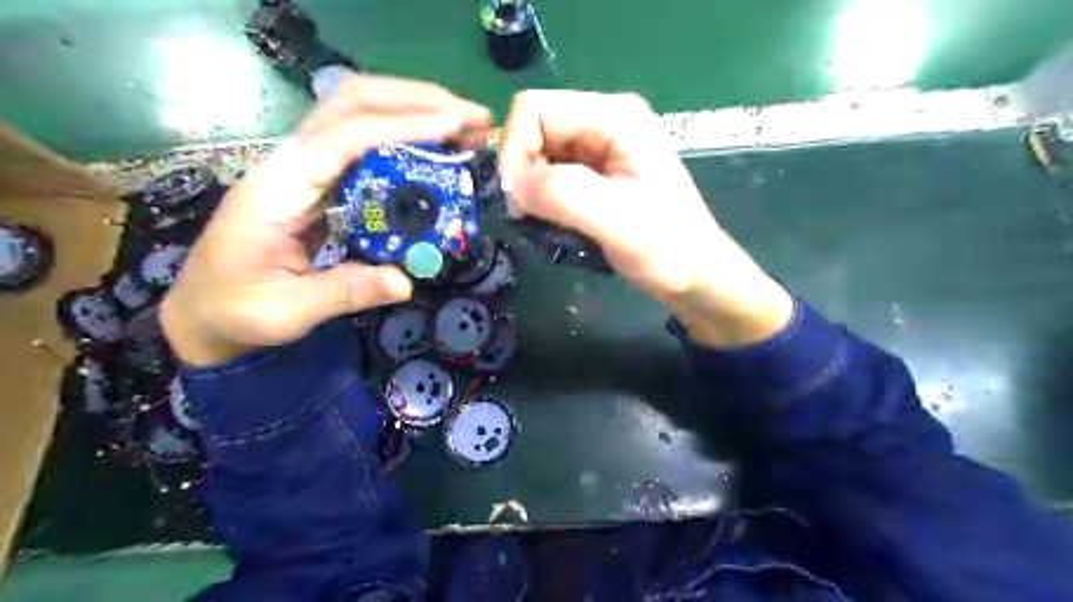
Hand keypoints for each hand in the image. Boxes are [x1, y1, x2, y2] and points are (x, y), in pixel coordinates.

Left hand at [162, 75, 493, 365]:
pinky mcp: (319, 178)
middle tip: (472, 118)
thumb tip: (406, 281)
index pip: (342, 138)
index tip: (454, 126)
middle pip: (350, 103)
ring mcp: (304, 166)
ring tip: (462, 123)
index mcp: (277, 190)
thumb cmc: (237, 310)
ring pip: (355, 112)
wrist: (204, 307)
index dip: (401, 127)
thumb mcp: (287, 313)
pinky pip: (362, 140)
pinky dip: (402, 132)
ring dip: (411, 108)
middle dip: (415, 101)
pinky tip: (433, 145)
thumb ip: (344, 293)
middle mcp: (290, 163)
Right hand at [500, 87, 789, 342]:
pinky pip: (552, 177)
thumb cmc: (666, 248)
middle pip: (534, 130)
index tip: (517, 200)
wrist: (695, 277)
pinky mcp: (597, 174)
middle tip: (530, 217)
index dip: (515, 150)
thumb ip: (561, 193)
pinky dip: (544, 201)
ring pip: (539, 156)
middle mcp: (604, 122)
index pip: (534, 109)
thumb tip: (512, 185)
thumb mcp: (615, 219)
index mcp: (614, 117)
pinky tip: (558, 224)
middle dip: (522, 173)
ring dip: (532, 191)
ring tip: (548, 224)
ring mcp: (601, 148)